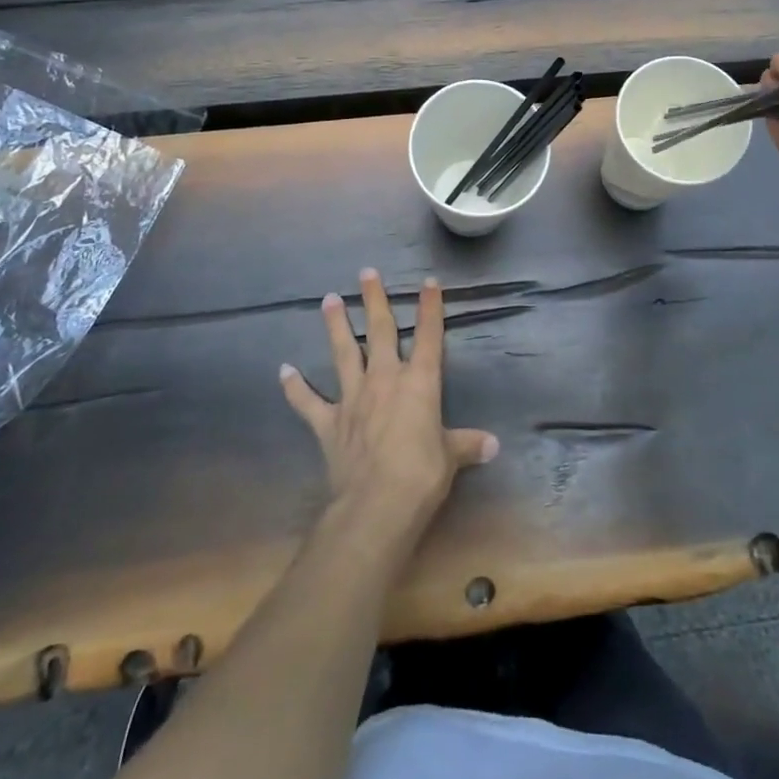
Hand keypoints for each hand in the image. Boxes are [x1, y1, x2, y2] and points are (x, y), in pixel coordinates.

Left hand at [280, 268, 498, 550]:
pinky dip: (295, 387)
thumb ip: (467, 445)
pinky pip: (308, 402)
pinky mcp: (329, 423)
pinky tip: (284, 370)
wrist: (376, 505)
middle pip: (379, 331)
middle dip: (375, 300)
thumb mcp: (451, 458)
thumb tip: (494, 445)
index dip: (430, 308)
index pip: (428, 335)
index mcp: (419, 382)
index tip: (428, 282)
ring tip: (329, 299)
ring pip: (343, 352)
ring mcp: (353, 398)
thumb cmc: (421, 475)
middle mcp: (384, 379)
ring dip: (336, 326)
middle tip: (366, 273)